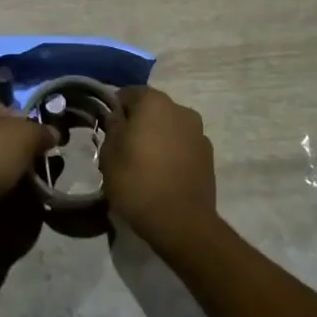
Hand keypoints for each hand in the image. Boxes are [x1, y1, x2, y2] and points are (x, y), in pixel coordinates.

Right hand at [101, 85, 217, 255]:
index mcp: (154, 102)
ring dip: (158, 137)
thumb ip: (112, 127)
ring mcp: (198, 132)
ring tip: (145, 163)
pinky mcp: (209, 155)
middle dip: (138, 122)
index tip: (107, 128)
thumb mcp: (109, 155)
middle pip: (152, 109)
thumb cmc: (137, 183)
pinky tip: (163, 174)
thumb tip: (117, 116)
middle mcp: (180, 109)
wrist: (181, 222)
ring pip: (170, 126)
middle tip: (124, 147)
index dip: (115, 109)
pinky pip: (183, 145)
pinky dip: (173, 152)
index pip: (128, 93)